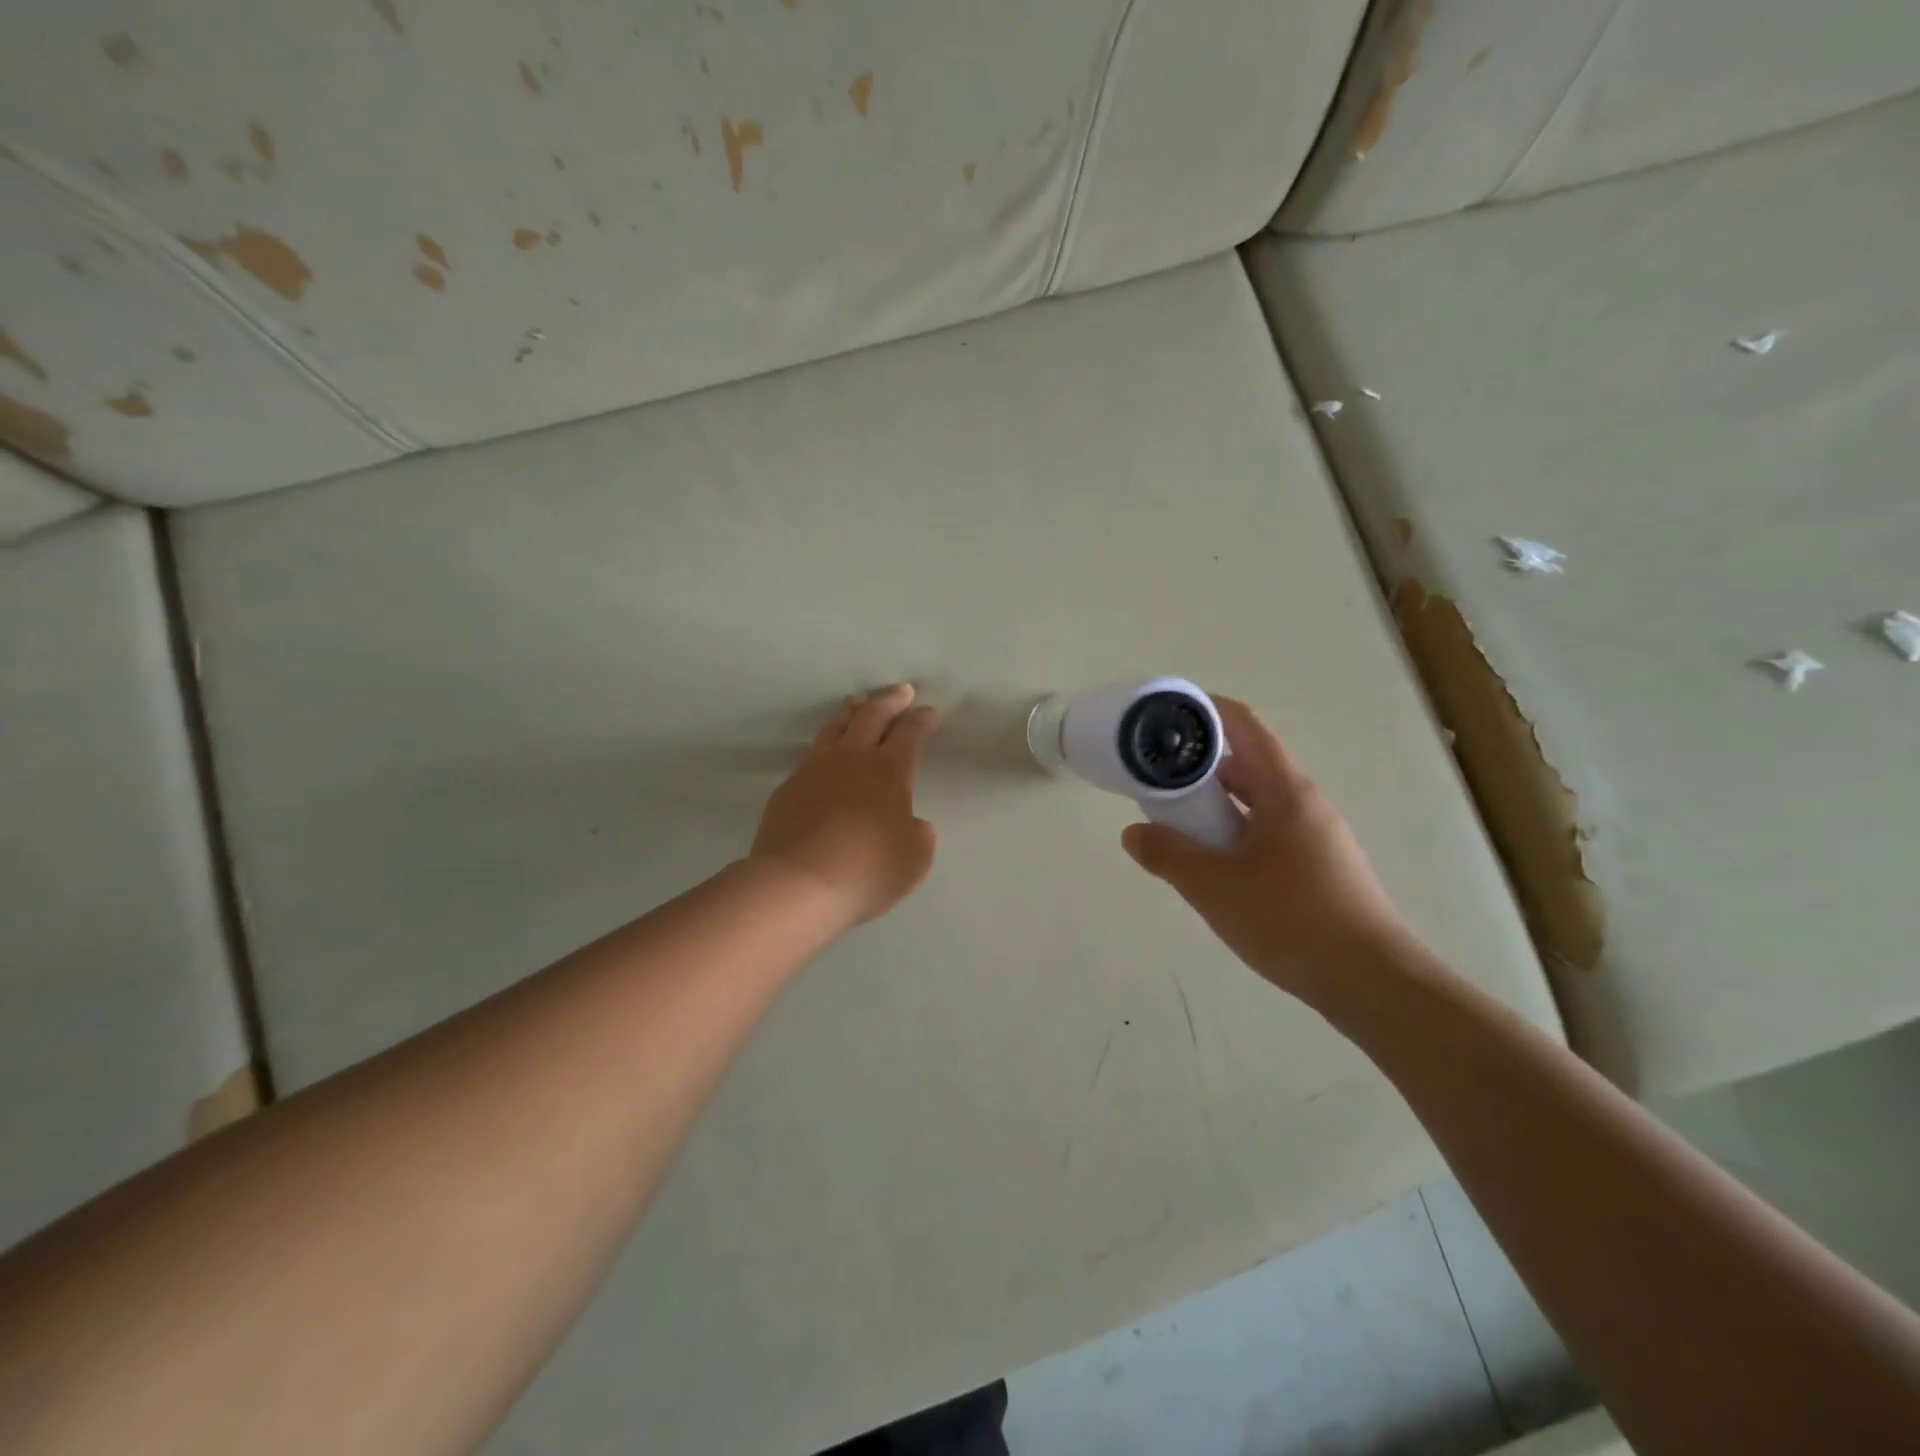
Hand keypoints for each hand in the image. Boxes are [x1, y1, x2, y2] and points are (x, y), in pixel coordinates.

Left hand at [751, 684, 941, 926]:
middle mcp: (851, 759)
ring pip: (835, 728)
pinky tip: (826, 757)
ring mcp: (814, 769)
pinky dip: (826, 747)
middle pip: (871, 716)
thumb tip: (910, 824)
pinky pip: (811, 756)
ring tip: (858, 708)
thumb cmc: (867, 870)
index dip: (922, 720)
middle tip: (900, 692)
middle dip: (889, 701)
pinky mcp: (787, 788)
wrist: (797, 884)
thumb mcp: (914, 859)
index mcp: (888, 770)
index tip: (929, 711)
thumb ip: (918, 835)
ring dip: (852, 714)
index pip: (910, 733)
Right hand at [1121, 697, 1413, 998]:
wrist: (1373, 983)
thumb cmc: (1292, 920)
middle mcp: (1302, 802)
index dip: (1203, 710)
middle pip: (1245, 763)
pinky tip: (1211, 864)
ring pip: (1254, 801)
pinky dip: (1231, 832)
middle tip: (1153, 778)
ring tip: (1173, 823)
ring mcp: (1313, 835)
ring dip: (1212, 803)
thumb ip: (1168, 855)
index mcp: (1284, 790)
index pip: (1242, 725)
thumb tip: (1133, 833)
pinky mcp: (1316, 866)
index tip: (1162, 717)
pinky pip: (1264, 831)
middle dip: (1197, 765)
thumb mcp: (1214, 887)